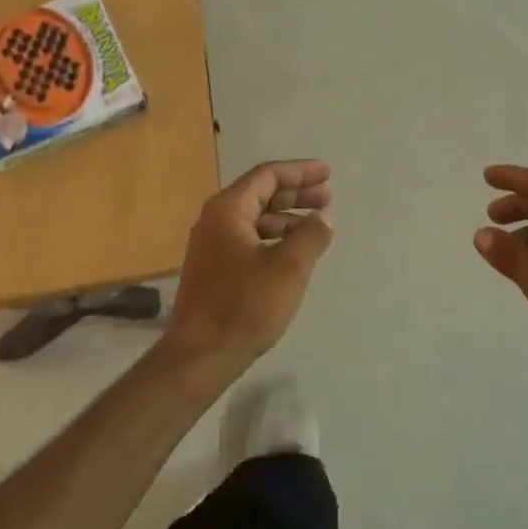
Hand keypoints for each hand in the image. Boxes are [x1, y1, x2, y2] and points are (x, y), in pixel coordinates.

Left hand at [165, 160, 333, 365]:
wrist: (199, 355)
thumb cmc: (245, 305)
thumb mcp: (288, 267)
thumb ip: (311, 235)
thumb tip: (323, 217)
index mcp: (228, 210)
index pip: (267, 176)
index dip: (300, 172)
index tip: (327, 174)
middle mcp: (215, 220)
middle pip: (260, 194)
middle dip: (296, 193)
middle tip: (327, 197)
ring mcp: (211, 246)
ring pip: (255, 218)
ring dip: (286, 217)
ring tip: (316, 226)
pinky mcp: (214, 270)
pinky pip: (249, 239)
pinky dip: (274, 237)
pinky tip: (293, 253)